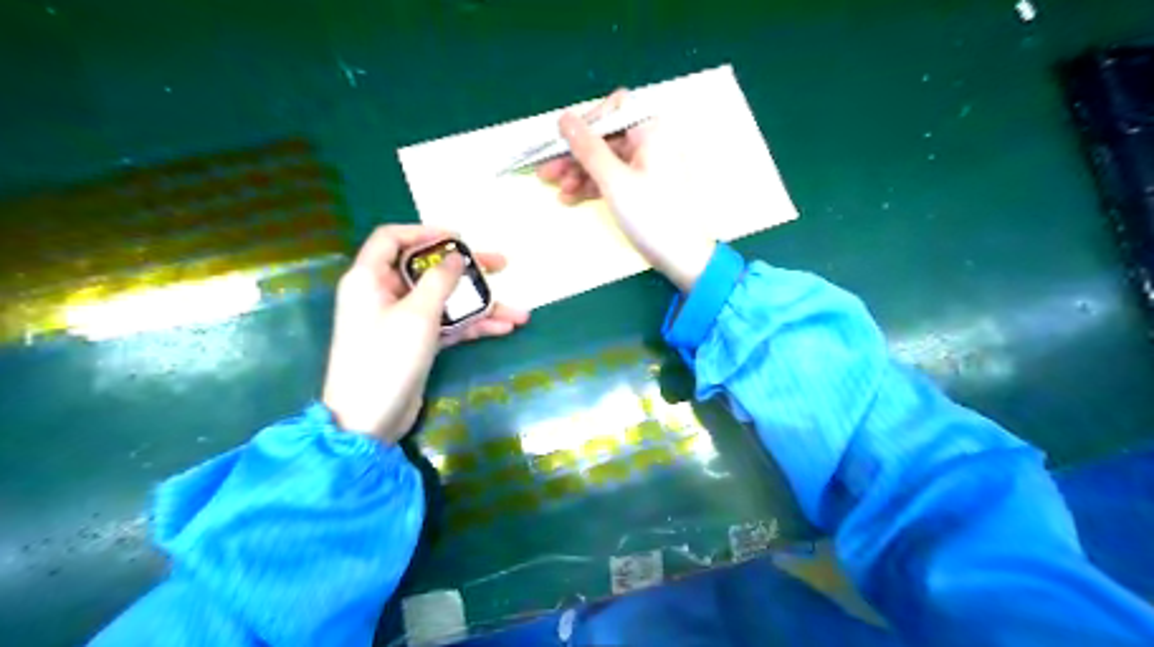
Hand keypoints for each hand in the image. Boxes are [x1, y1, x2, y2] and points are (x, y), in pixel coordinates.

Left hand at [319, 224, 526, 442]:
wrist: (368, 420)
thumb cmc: (386, 358)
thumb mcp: (417, 314)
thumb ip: (440, 280)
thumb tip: (456, 257)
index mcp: (370, 278)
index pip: (392, 239)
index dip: (426, 232)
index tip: (460, 239)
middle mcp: (384, 294)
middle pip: (428, 271)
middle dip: (467, 270)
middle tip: (502, 265)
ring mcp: (401, 321)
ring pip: (444, 301)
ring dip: (480, 306)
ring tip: (519, 312)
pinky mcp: (415, 343)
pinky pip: (447, 325)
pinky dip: (472, 326)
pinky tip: (504, 328)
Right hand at [537, 87, 717, 288]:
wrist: (683, 257)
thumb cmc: (651, 215)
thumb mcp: (613, 180)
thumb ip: (587, 147)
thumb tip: (564, 118)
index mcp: (651, 130)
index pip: (612, 109)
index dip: (585, 124)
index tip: (560, 143)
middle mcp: (651, 142)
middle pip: (606, 138)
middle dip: (575, 156)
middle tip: (546, 173)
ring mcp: (648, 166)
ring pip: (606, 161)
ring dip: (580, 174)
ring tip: (558, 192)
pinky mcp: (644, 187)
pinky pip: (613, 178)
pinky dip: (593, 186)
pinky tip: (571, 199)